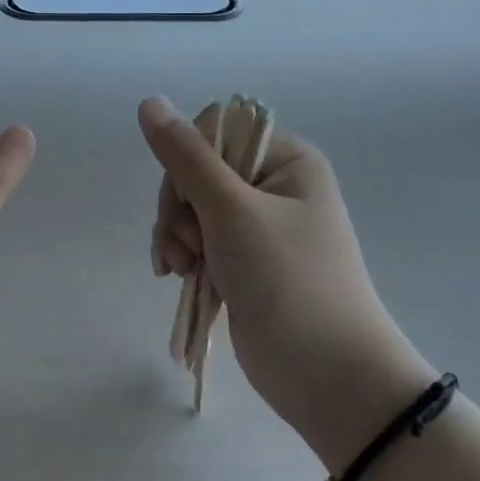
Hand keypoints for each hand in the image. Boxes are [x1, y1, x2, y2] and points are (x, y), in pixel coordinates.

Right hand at [139, 98, 435, 470]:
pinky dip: (183, 255)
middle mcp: (274, 186)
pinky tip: (179, 277)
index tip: (188, 202)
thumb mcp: (233, 212)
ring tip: (183, 270)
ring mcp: (258, 226)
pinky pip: (198, 239)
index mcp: (287, 161)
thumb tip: (150, 102)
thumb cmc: (289, 283)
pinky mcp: (244, 261)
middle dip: (180, 208)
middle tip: (187, 247)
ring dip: (177, 235)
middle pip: (197, 170)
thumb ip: (187, 158)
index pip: (215, 132)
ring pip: (191, 208)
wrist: (329, 378)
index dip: (189, 162)